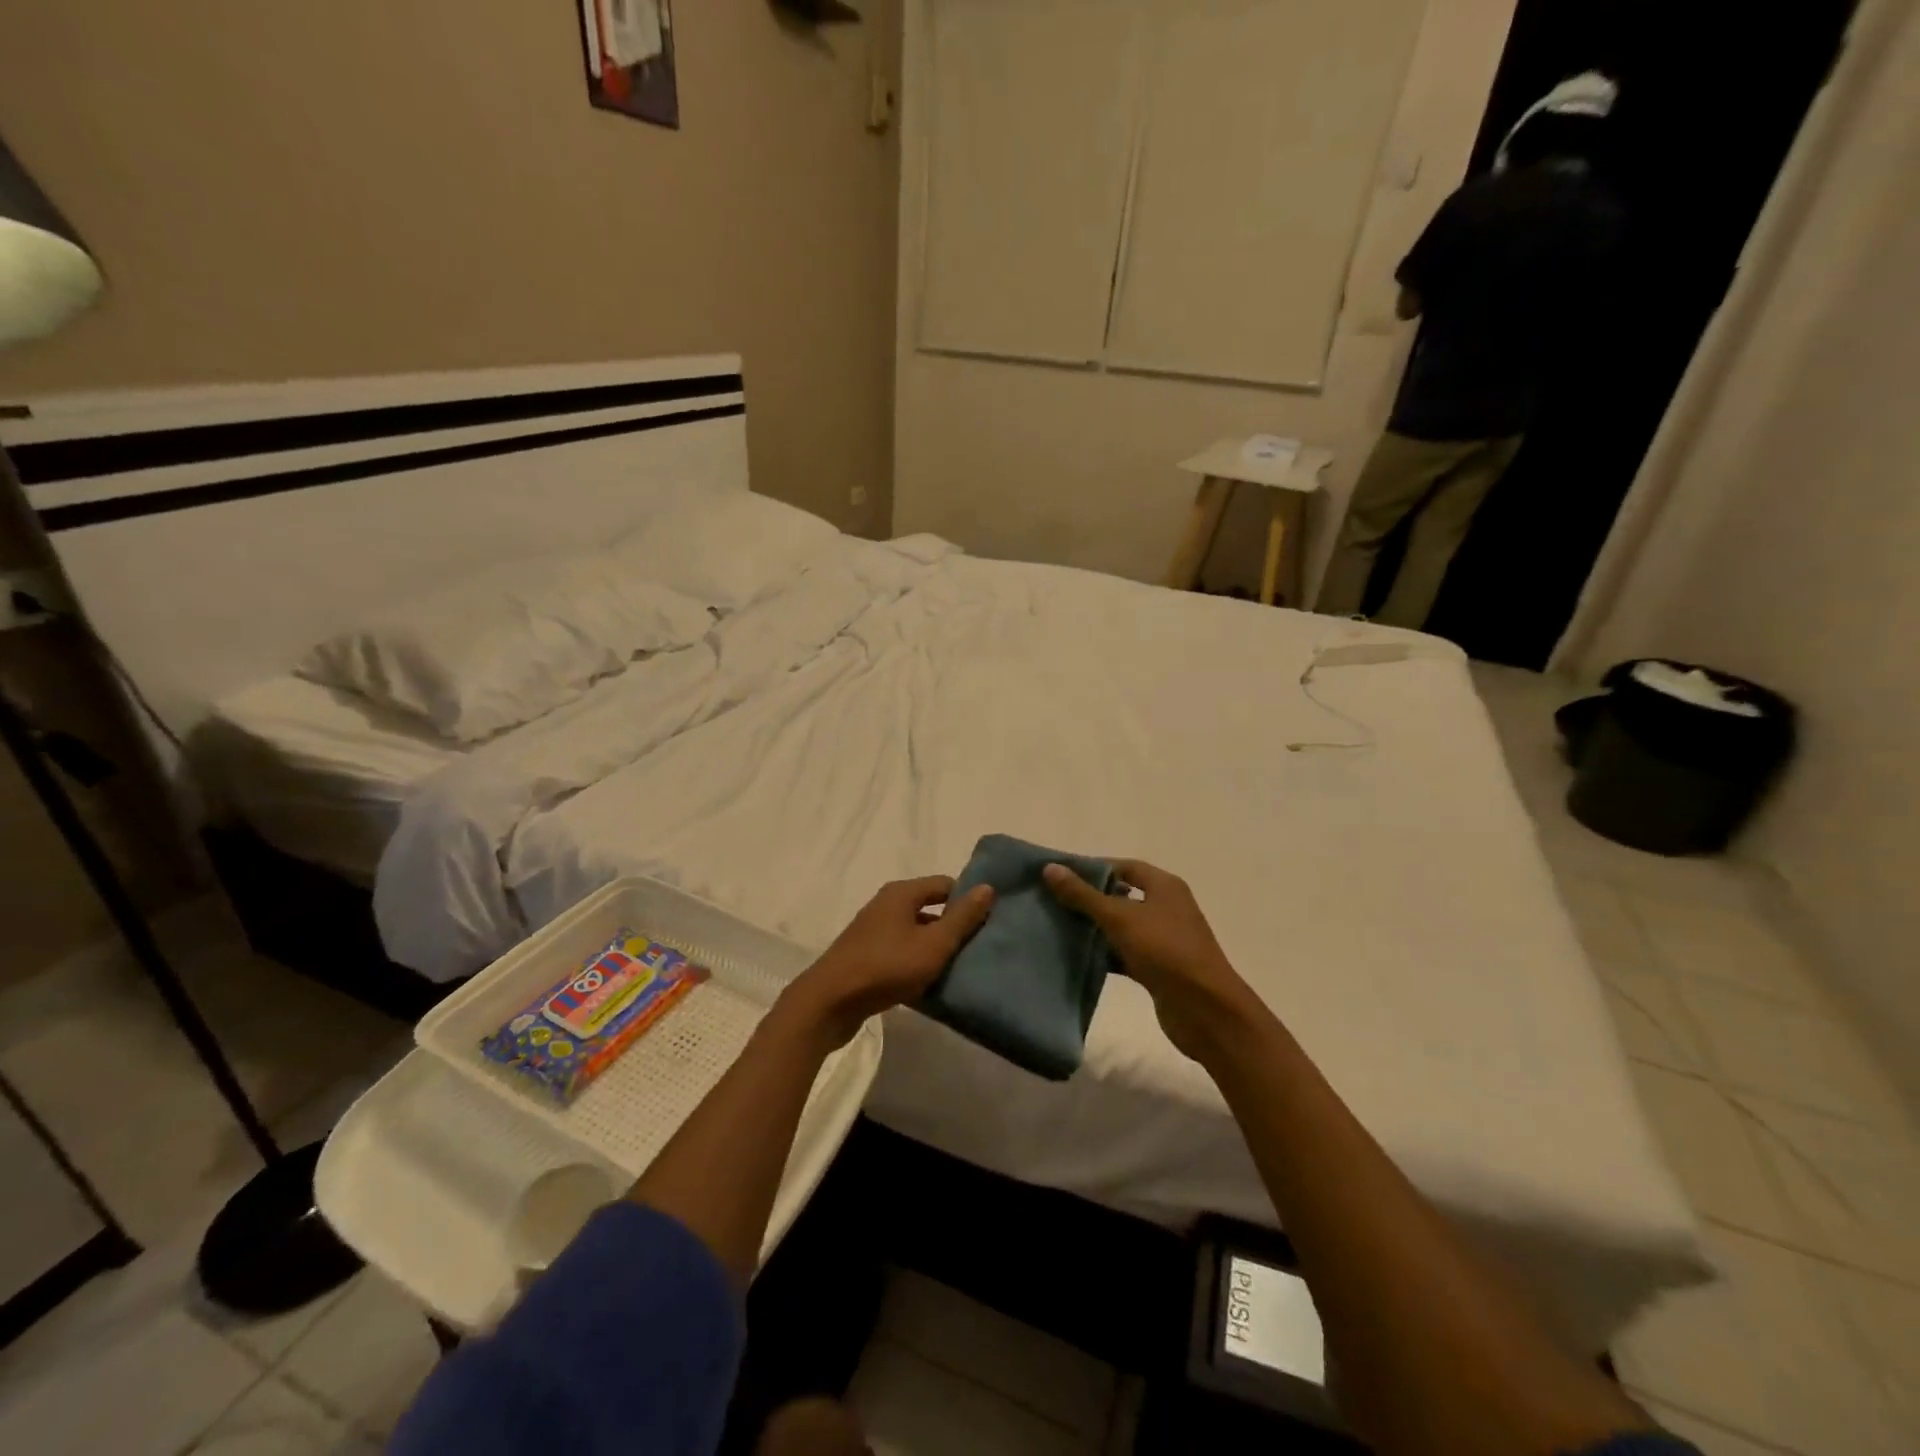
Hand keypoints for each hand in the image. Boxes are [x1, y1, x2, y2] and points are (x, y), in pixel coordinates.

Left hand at [781, 876, 994, 1047]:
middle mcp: (886, 904)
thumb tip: (987, 887)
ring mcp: (873, 930)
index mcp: (901, 893)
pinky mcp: (865, 955)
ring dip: (934, 947)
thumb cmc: (886, 966)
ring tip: (959, 967)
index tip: (988, 922)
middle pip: (929, 907)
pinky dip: (916, 961)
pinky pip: (900, 951)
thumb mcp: (933, 944)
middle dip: (953, 925)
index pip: (945, 884)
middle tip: (978, 947)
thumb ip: (962, 918)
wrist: (829, 1002)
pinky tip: (929, 982)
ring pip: (915, 932)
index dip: (968, 899)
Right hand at [1043, 859, 1260, 1062]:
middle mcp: (1166, 908)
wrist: (1205, 1010)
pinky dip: (1106, 955)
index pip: (1124, 866)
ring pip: (1122, 927)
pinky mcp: (1159, 969)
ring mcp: (1164, 940)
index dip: (1093, 869)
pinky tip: (1079, 958)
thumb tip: (1050, 868)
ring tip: (1058, 928)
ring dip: (1096, 929)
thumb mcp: (1120, 918)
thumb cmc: (1165, 950)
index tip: (1060, 876)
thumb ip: (1083, 895)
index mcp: (1164, 886)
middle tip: (1053, 902)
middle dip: (1089, 900)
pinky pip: (1126, 954)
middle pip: (1122, 896)